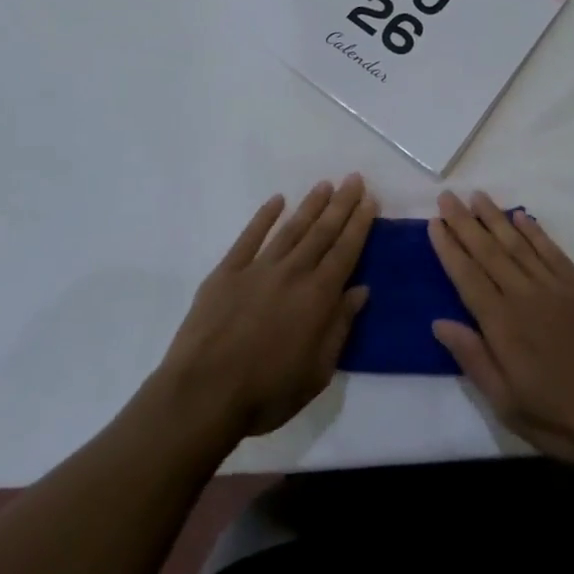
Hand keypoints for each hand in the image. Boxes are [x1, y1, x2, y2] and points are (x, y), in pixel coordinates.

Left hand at [157, 176, 375, 439]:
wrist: (203, 394)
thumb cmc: (267, 392)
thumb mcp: (317, 372)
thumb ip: (340, 327)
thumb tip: (361, 290)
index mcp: (318, 297)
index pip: (345, 252)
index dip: (359, 224)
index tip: (370, 200)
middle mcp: (292, 273)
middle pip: (322, 232)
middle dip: (341, 204)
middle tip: (354, 179)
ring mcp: (258, 268)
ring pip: (291, 228)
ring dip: (310, 205)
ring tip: (325, 185)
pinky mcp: (226, 272)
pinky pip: (250, 237)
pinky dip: (264, 216)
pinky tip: (277, 201)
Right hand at [429, 192, 573, 461]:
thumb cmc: (564, 419)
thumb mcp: (508, 405)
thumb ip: (474, 359)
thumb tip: (439, 322)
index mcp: (503, 326)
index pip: (467, 277)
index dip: (449, 249)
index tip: (434, 223)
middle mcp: (525, 296)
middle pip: (488, 252)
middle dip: (465, 223)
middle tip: (447, 197)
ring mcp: (556, 286)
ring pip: (518, 243)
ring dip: (495, 217)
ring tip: (477, 196)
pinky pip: (551, 250)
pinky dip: (534, 231)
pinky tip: (520, 216)